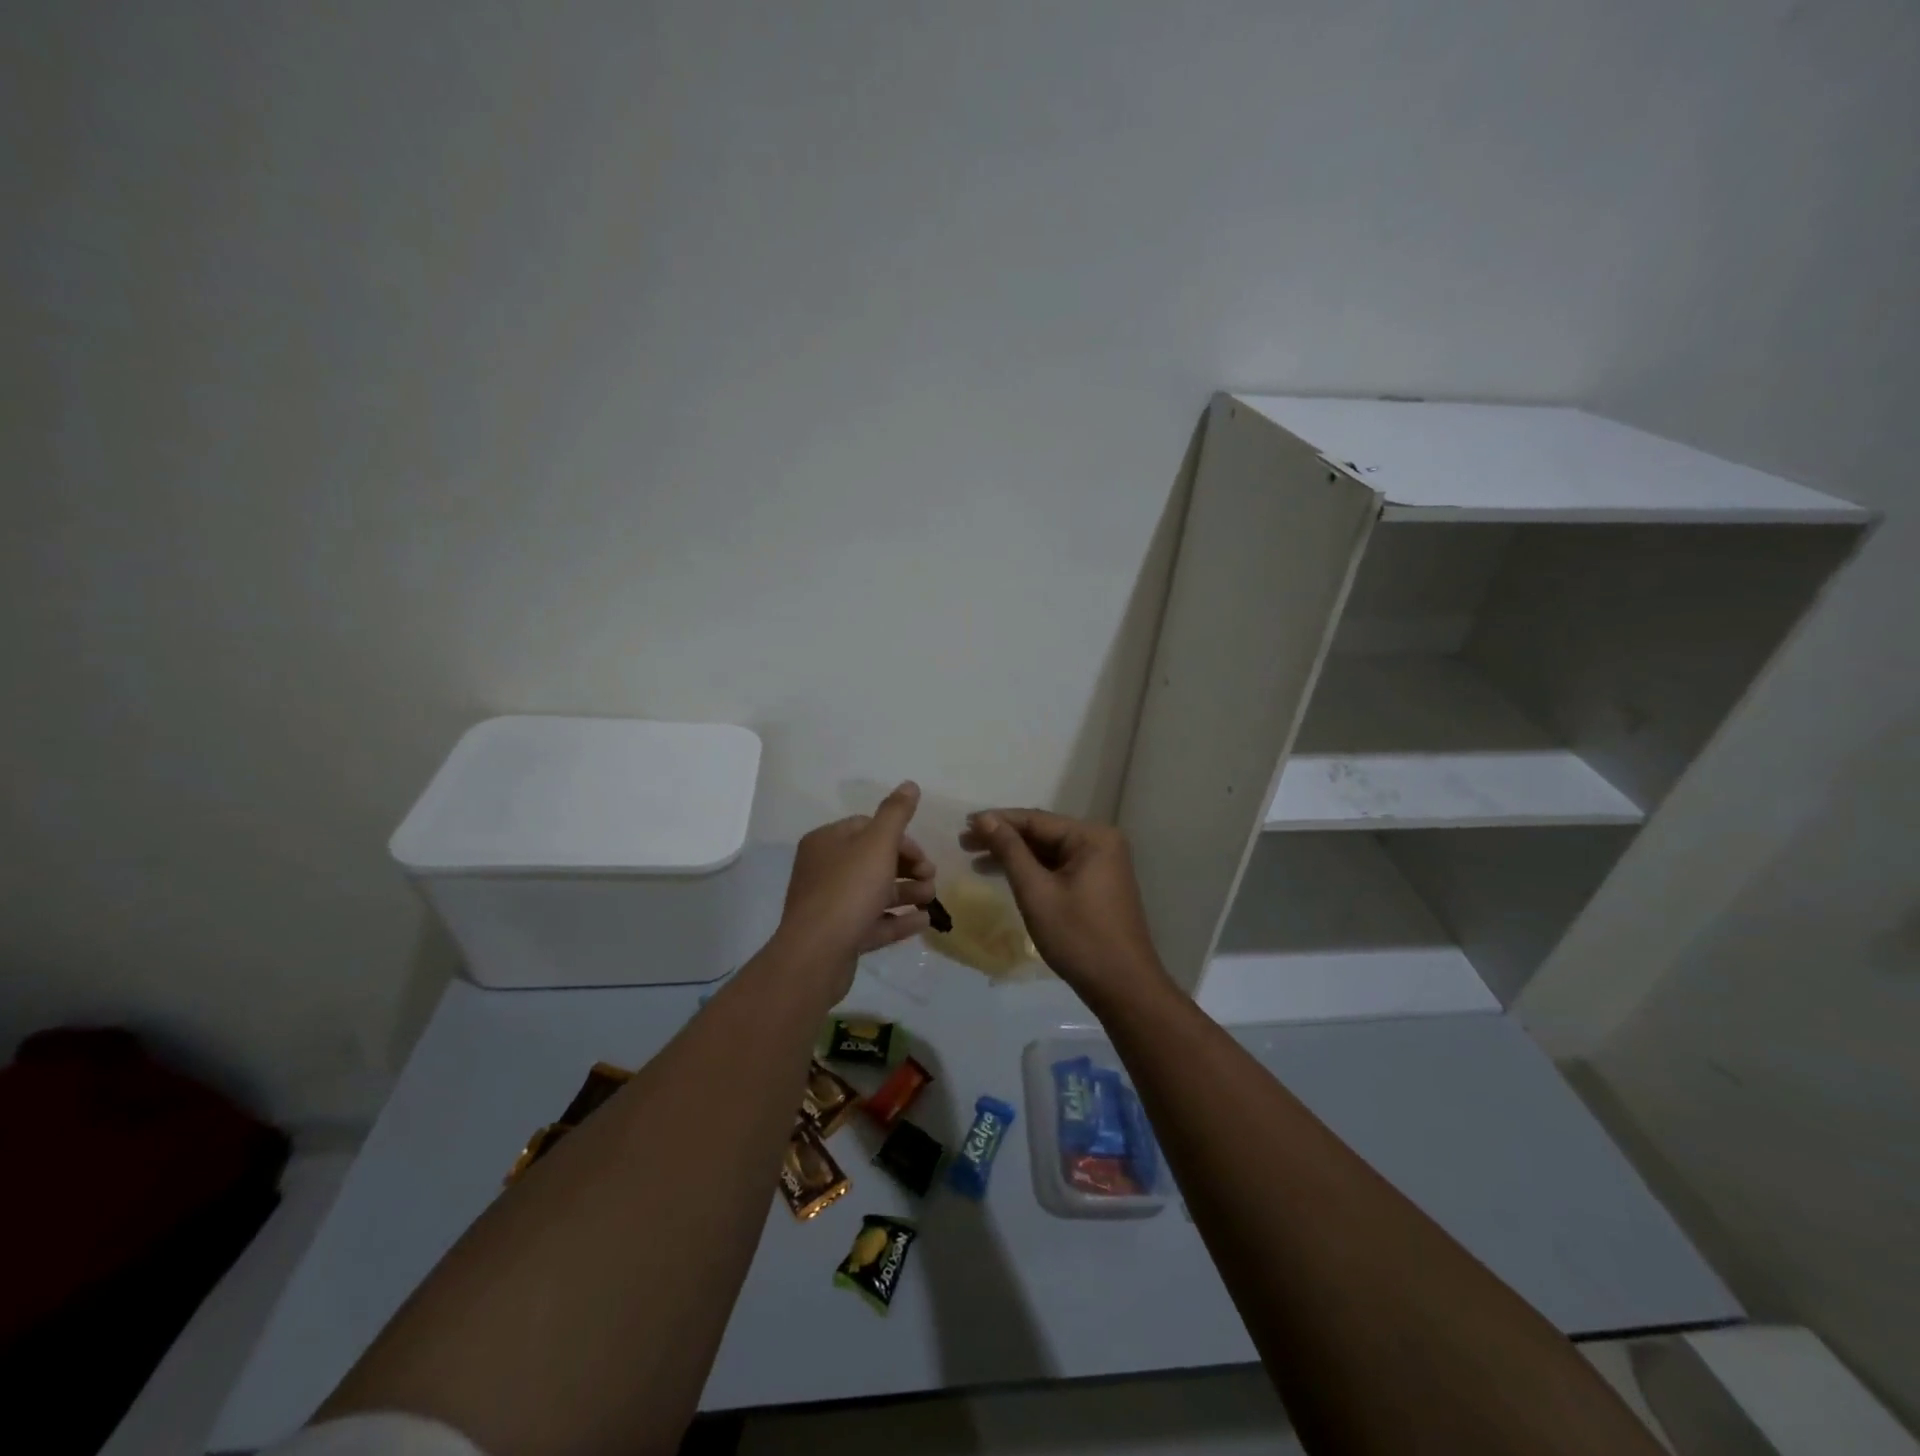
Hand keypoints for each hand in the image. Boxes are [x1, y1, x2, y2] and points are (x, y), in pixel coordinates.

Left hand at [774, 783, 936, 991]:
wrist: (816, 955)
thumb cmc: (848, 890)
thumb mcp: (878, 844)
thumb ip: (896, 814)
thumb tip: (910, 784)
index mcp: (827, 842)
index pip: (868, 828)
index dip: (900, 840)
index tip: (922, 856)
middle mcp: (824, 870)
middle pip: (873, 860)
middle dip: (908, 868)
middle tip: (932, 877)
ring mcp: (830, 905)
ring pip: (875, 892)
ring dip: (907, 893)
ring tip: (932, 899)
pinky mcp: (839, 936)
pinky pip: (873, 922)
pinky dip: (898, 919)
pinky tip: (924, 921)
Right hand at [961, 809, 1168, 1003]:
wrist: (1123, 987)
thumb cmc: (1078, 936)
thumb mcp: (1036, 892)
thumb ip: (1010, 851)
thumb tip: (985, 820)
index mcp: (1092, 837)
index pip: (1035, 819)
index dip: (997, 821)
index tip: (964, 825)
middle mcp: (1100, 842)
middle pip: (1042, 833)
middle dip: (1003, 838)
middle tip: (964, 843)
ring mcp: (1101, 864)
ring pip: (1048, 852)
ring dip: (1014, 855)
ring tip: (975, 860)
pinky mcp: (1097, 884)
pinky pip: (1059, 867)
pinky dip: (1032, 871)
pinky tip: (1006, 875)